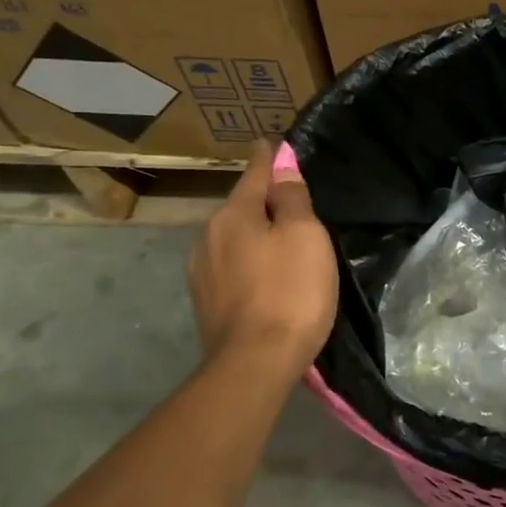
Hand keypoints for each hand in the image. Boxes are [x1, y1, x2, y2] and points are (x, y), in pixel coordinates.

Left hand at [187, 144, 337, 376]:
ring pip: (234, 238)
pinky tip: (265, 275)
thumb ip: (292, 198)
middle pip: (241, 206)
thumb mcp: (304, 236)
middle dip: (263, 200)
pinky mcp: (206, 302)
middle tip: (292, 202)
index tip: (273, 143)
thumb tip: (281, 166)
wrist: (255, 363)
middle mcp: (208, 236)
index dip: (269, 157)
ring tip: (281, 241)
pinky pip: (231, 266)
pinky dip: (248, 261)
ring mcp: (201, 271)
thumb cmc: (289, 292)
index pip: (254, 172)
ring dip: (255, 234)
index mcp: (233, 214)